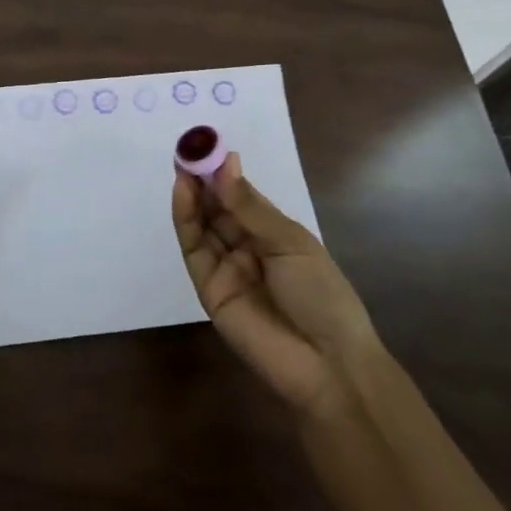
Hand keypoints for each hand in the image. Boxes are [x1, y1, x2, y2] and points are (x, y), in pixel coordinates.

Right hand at [173, 153, 376, 418]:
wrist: (328, 365)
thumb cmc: (322, 295)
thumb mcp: (290, 243)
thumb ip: (249, 206)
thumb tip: (225, 162)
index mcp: (273, 234)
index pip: (240, 196)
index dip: (223, 172)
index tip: (206, 145)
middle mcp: (246, 247)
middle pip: (216, 207)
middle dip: (202, 178)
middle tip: (188, 149)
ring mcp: (226, 267)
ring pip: (201, 224)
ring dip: (191, 194)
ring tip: (183, 165)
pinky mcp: (208, 287)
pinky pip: (194, 249)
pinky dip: (185, 220)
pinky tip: (183, 193)